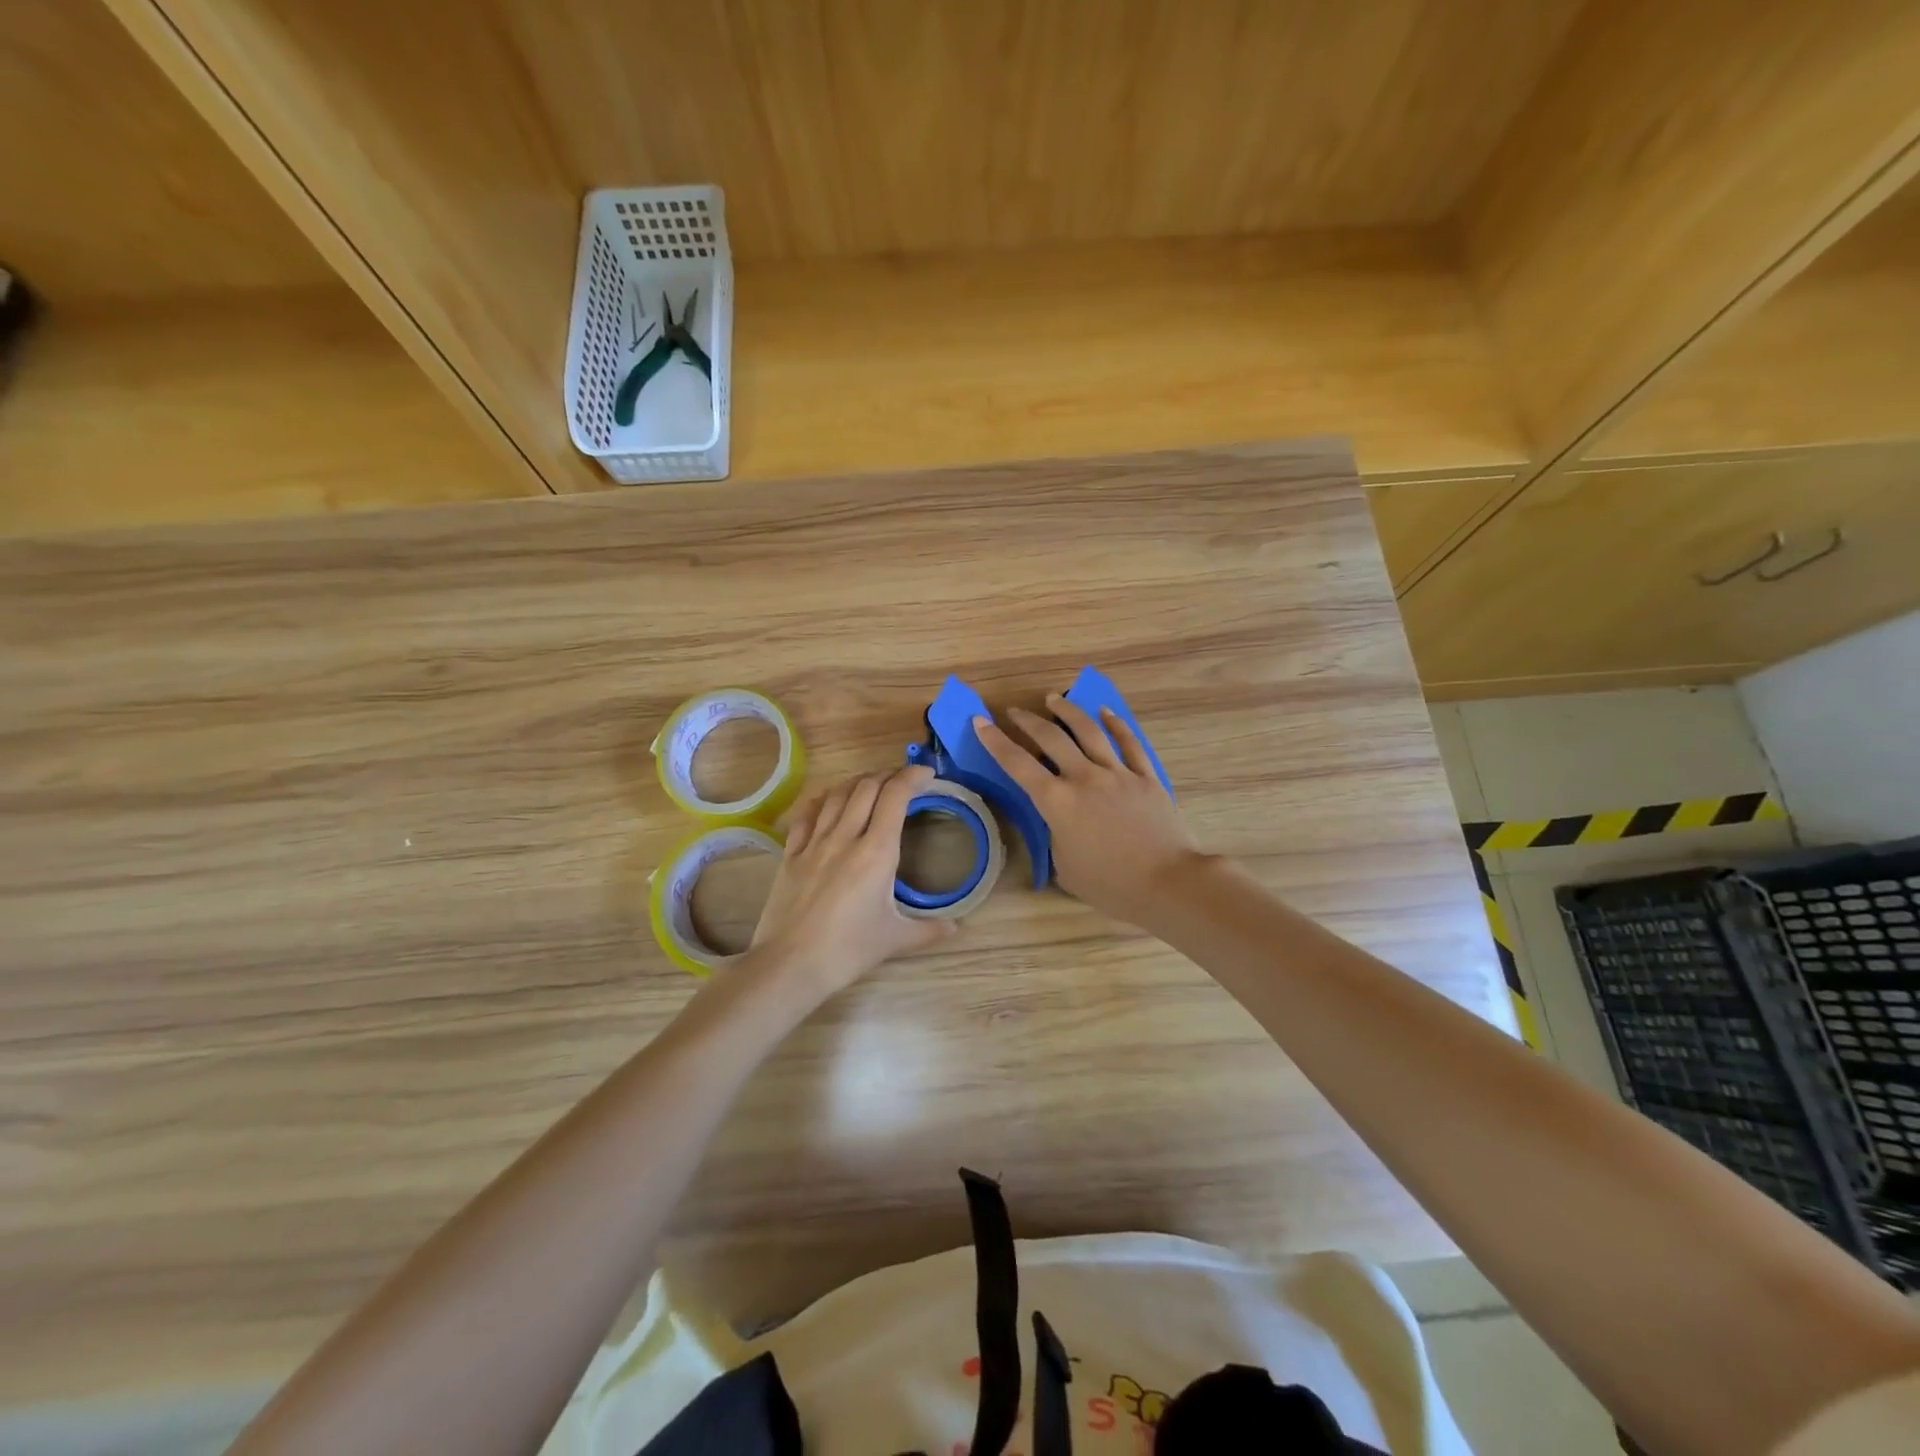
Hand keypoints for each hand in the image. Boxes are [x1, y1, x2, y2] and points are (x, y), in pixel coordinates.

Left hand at [749, 764, 957, 998]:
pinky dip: (823, 799)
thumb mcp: (894, 939)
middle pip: (866, 786)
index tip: (927, 774)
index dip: (912, 776)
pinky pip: (807, 814)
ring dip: (858, 782)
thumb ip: (928, 930)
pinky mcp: (791, 854)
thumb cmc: (847, 951)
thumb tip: (955, 927)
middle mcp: (845, 837)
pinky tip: (830, 799)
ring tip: (872, 784)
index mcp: (876, 852)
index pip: (895, 796)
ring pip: (837, 795)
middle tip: (903, 781)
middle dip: (888, 775)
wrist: (789, 965)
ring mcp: (814, 843)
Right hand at [974, 694, 1205, 924]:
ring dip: (1068, 712)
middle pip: (1051, 738)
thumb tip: (1061, 822)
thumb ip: (1057, 837)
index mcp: (1057, 802)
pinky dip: (1116, 724)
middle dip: (1028, 721)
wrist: (1167, 882)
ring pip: (1088, 731)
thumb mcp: (1065, 867)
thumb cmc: (1110, 884)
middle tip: (1014, 711)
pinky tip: (1106, 712)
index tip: (980, 721)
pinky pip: (1129, 743)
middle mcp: (1084, 777)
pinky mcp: (1146, 777)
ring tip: (1054, 699)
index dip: (995, 741)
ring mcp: (1118, 773)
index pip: (1018, 765)